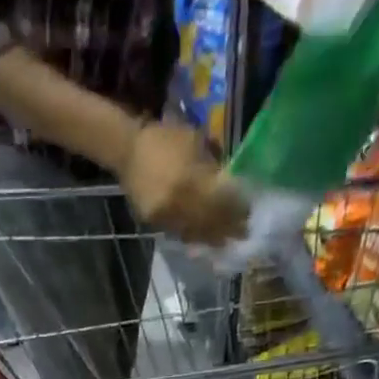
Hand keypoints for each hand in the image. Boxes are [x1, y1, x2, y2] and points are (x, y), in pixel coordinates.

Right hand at [119, 122, 248, 245]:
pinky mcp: (156, 225)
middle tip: (244, 232)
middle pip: (210, 220)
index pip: (221, 200)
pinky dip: (196, 237)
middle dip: (229, 227)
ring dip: (214, 237)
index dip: (237, 208)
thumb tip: (231, 183)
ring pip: (196, 232)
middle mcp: (179, 203)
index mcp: (189, 179)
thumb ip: (212, 166)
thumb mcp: (195, 142)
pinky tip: (206, 239)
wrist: (128, 151)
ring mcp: (166, 217)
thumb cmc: (165, 138)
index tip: (250, 212)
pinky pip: (181, 234)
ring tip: (228, 240)